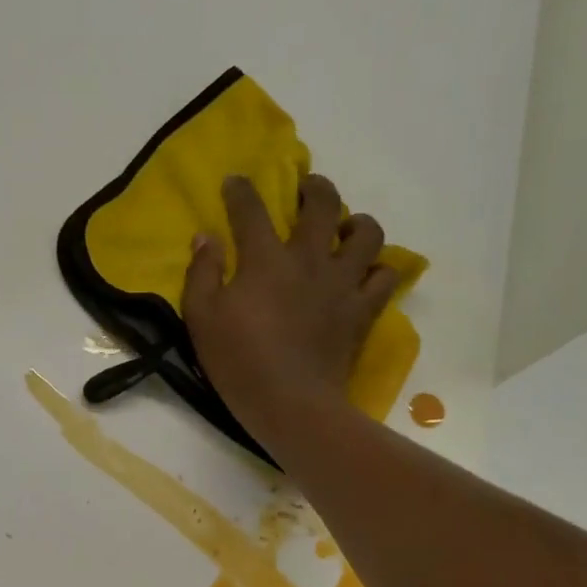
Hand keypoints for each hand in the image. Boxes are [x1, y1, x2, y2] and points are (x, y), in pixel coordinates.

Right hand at [182, 174, 398, 450]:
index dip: (241, 190)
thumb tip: (206, 237)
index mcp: (265, 259)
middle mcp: (309, 260)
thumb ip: (202, 273)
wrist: (291, 404)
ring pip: (367, 234)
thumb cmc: (238, 362)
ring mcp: (342, 284)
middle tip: (305, 190)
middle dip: (314, 187)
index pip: (251, 210)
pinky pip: (384, 277)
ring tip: (344, 230)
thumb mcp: (201, 318)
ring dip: (356, 224)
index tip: (235, 182)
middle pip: (323, 204)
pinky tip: (365, 274)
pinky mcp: (363, 311)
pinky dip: (377, 270)